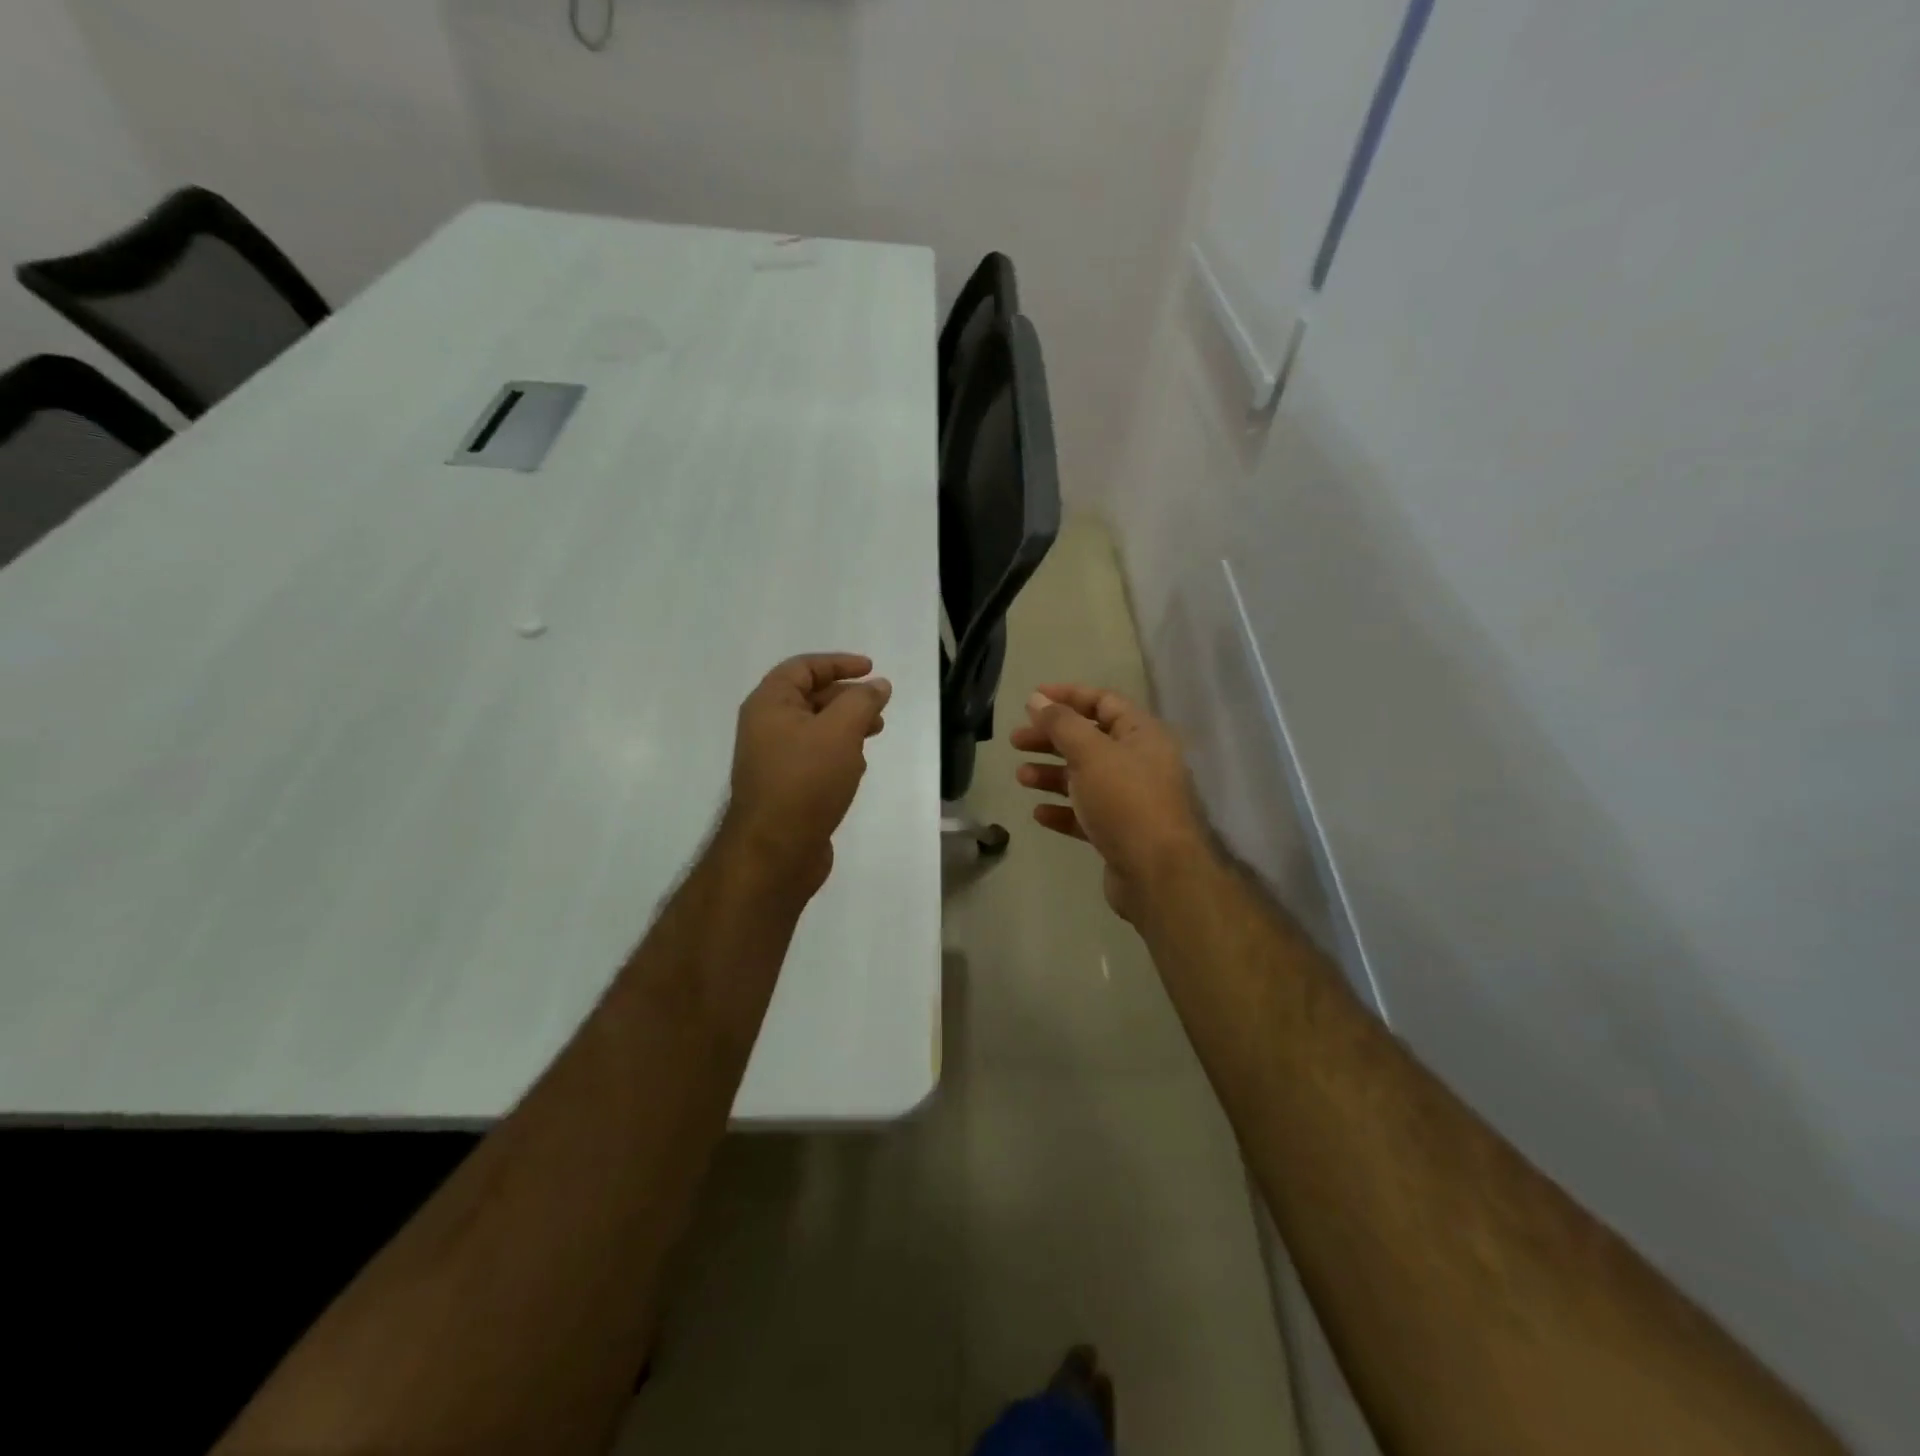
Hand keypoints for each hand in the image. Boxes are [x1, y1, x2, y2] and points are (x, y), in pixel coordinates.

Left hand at [723, 653, 891, 895]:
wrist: (776, 851)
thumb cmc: (806, 781)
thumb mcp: (840, 731)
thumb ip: (862, 702)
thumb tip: (878, 685)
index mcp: (769, 704)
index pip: (803, 668)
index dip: (838, 663)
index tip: (871, 669)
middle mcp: (766, 727)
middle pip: (810, 697)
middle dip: (847, 697)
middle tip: (879, 708)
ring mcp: (774, 760)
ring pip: (815, 730)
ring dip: (846, 726)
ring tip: (875, 734)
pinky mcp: (786, 788)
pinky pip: (814, 758)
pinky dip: (838, 753)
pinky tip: (856, 768)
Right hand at [1011, 685, 1206, 920]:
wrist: (1157, 874)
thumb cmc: (1126, 801)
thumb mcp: (1091, 753)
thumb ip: (1061, 724)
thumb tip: (1037, 699)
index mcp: (1142, 735)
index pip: (1103, 702)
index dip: (1067, 696)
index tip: (1032, 698)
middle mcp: (1140, 763)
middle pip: (1089, 740)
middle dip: (1051, 738)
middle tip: (1016, 741)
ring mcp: (1131, 800)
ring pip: (1085, 778)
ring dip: (1052, 775)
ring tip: (1021, 778)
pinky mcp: (1120, 833)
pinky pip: (1086, 814)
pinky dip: (1063, 810)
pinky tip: (1039, 814)